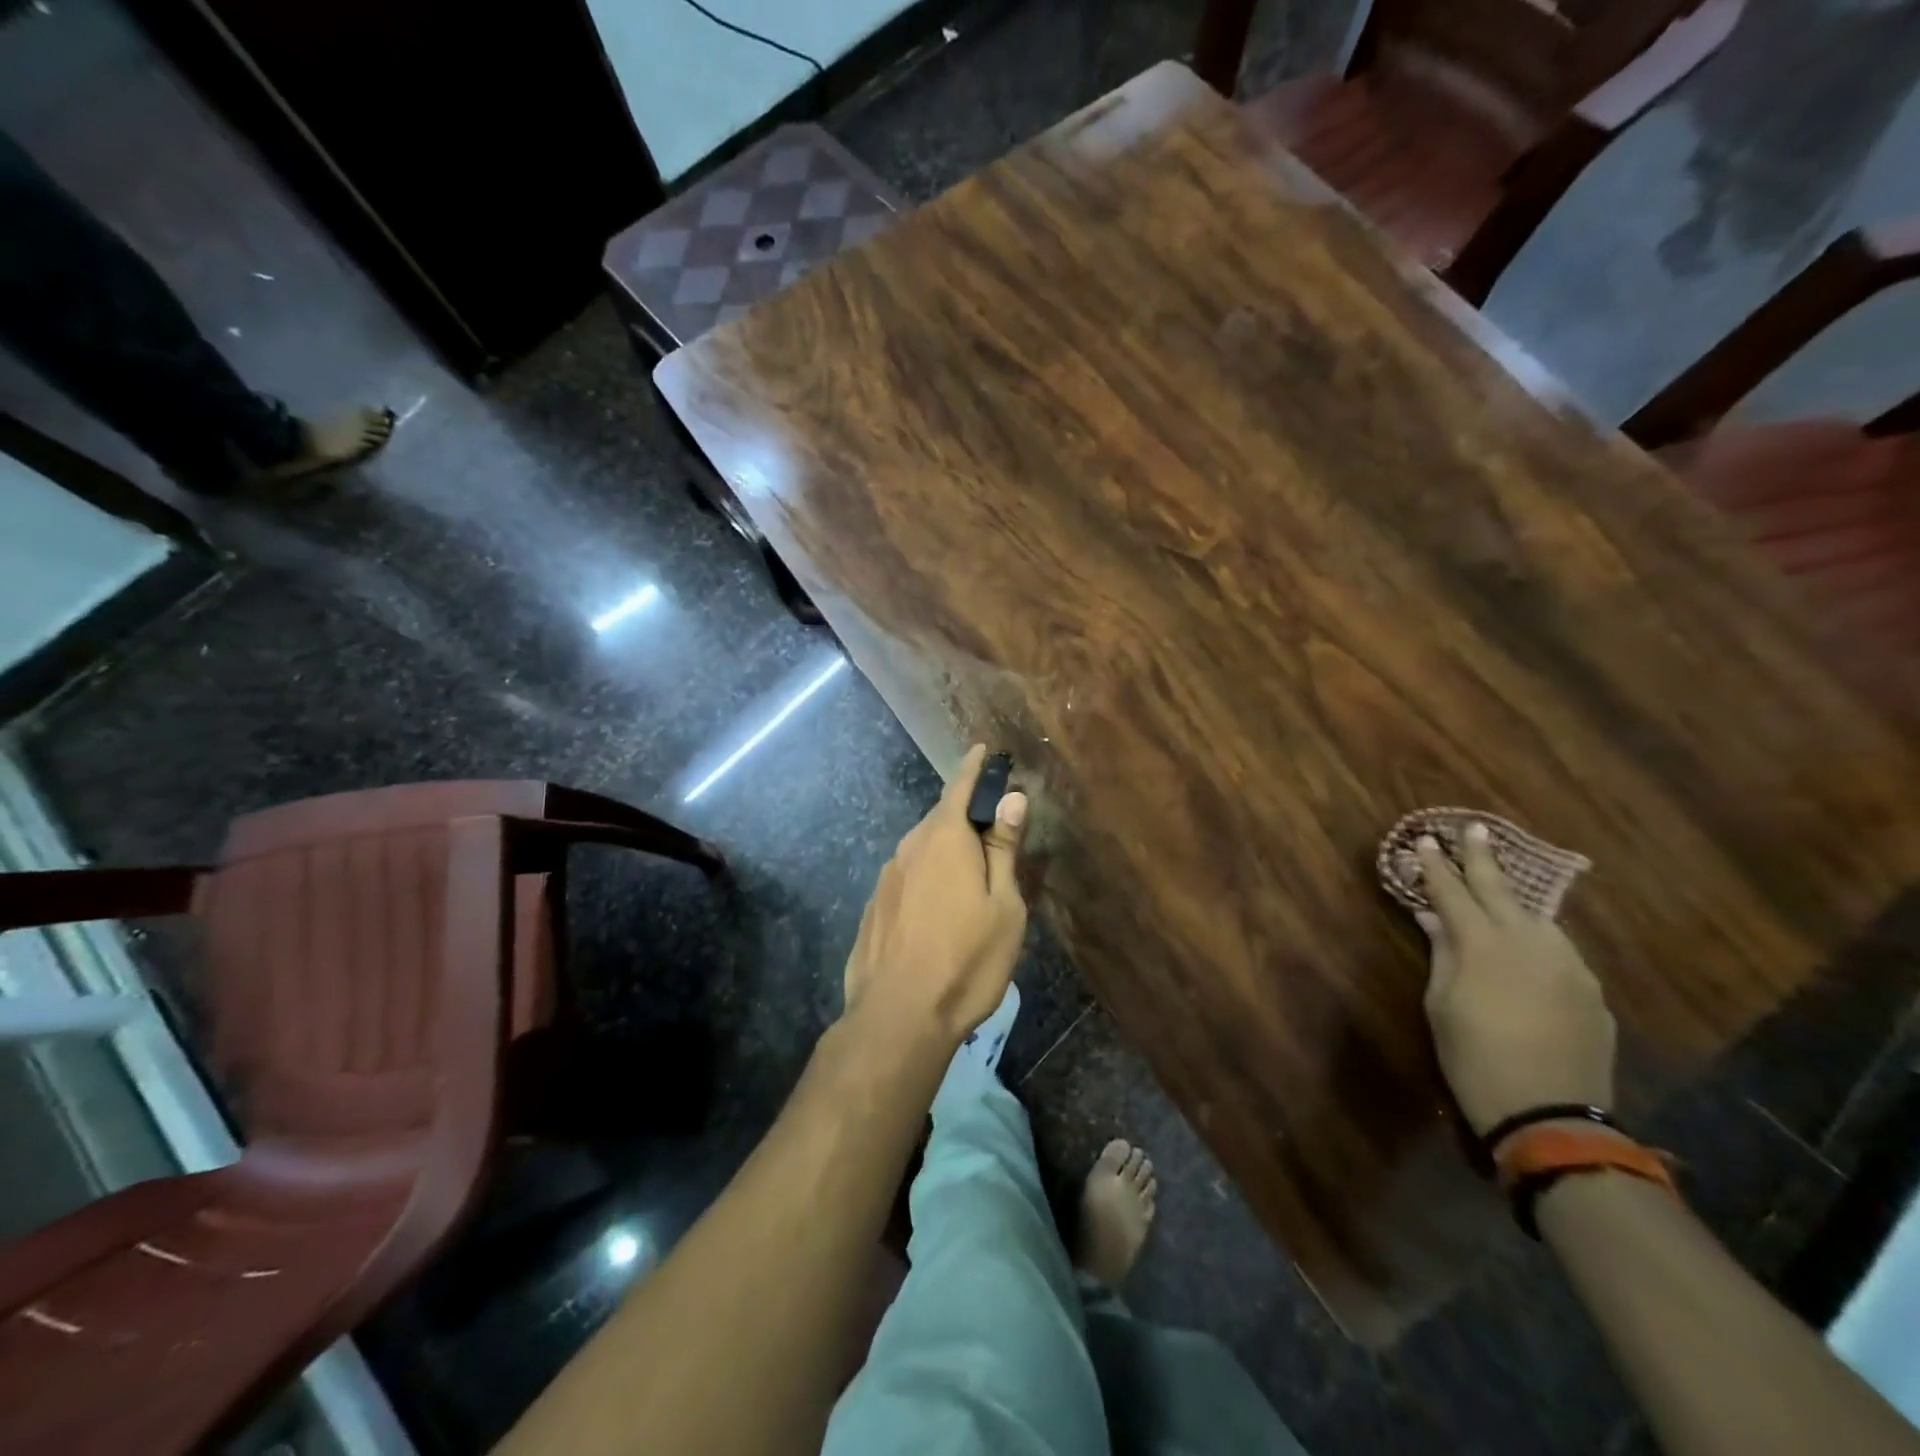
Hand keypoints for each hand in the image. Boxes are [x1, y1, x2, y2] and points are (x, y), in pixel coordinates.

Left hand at [843, 744, 1029, 1044]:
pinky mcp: (873, 908)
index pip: (960, 787)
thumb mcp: (1003, 905)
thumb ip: (1003, 848)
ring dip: (944, 853)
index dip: (975, 768)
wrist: (898, 1016)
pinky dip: (925, 880)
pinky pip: (906, 879)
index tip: (984, 750)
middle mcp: (909, 848)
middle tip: (991, 832)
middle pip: (940, 820)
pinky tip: (936, 911)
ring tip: (967, 879)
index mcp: (944, 838)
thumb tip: (1012, 797)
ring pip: (921, 851)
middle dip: (964, 818)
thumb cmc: (966, 959)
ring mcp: (886, 878)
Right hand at [1415, 823, 1616, 1141]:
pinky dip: (1535, 936)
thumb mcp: (1441, 1003)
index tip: (1425, 840)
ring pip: (1536, 917)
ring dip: (1512, 898)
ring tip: (1499, 885)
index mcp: (1483, 944)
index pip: (1452, 892)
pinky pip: (1558, 949)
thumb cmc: (1473, 1057)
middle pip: (1500, 889)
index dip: (1435, 866)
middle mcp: (1529, 943)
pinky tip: (1527, 943)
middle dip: (1481, 857)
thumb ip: (1442, 953)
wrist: (1550, 1115)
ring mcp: (1568, 964)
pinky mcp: (1591, 990)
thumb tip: (1433, 917)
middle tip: (1472, 828)